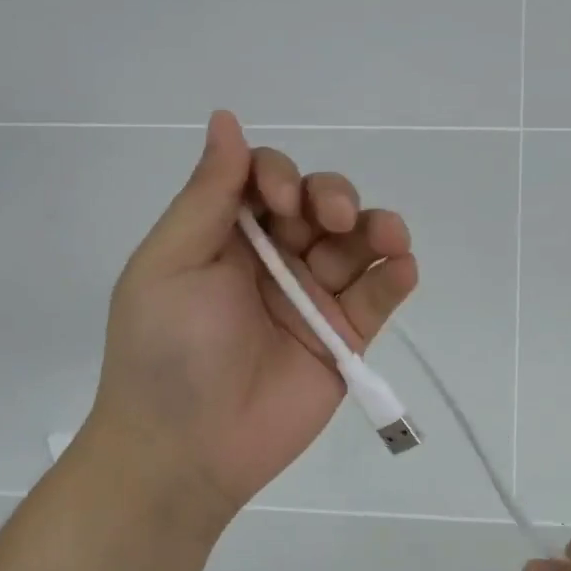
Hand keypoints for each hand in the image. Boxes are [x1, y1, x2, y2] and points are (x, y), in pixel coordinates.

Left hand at [83, 111, 418, 525]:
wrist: (186, 451)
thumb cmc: (167, 350)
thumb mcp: (172, 263)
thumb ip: (208, 194)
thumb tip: (227, 119)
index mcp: (228, 235)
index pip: (269, 181)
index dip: (282, 175)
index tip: (282, 198)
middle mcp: (276, 258)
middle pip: (322, 205)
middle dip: (334, 199)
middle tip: (333, 220)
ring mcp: (314, 298)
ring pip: (358, 245)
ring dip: (379, 230)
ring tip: (391, 239)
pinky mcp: (344, 337)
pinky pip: (377, 297)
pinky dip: (395, 278)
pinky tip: (402, 269)